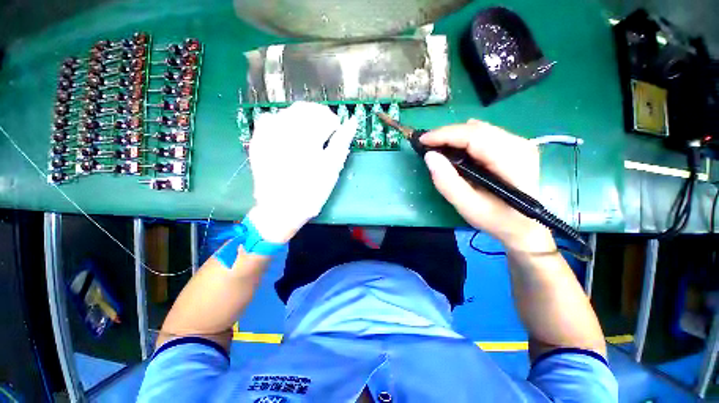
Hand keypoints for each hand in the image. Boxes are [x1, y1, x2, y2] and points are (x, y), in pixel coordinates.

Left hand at [247, 102, 356, 242]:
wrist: (281, 209)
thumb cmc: (311, 192)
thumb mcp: (331, 169)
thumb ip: (342, 143)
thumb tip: (352, 122)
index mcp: (306, 138)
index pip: (324, 117)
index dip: (334, 122)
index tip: (337, 131)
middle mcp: (285, 130)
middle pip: (305, 110)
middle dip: (319, 116)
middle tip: (325, 130)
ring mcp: (268, 135)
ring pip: (288, 112)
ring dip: (302, 117)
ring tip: (309, 132)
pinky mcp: (258, 141)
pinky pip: (269, 119)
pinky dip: (282, 121)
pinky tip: (288, 132)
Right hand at [420, 119, 553, 252]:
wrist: (524, 226)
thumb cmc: (496, 219)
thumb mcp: (467, 206)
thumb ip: (447, 182)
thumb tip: (430, 156)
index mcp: (511, 160)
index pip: (474, 136)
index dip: (445, 135)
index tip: (422, 140)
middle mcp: (518, 144)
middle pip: (476, 129)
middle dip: (447, 134)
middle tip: (427, 145)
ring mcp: (519, 143)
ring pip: (479, 129)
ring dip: (455, 136)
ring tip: (437, 147)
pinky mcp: (514, 146)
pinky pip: (484, 134)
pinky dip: (465, 139)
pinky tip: (455, 149)